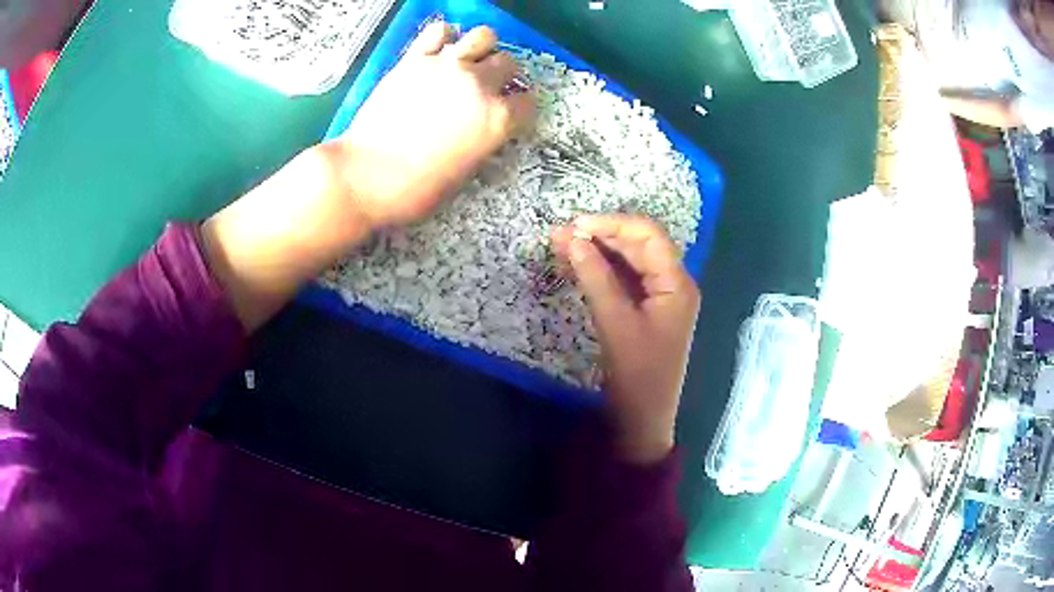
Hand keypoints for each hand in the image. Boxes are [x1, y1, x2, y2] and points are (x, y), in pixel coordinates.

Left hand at [328, 21, 535, 230]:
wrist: (366, 177)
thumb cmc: (416, 190)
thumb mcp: (464, 174)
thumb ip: (483, 141)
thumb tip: (484, 129)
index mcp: (497, 119)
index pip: (527, 103)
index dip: (519, 110)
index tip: (509, 114)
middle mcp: (479, 85)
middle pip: (508, 64)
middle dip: (503, 76)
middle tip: (488, 88)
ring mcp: (447, 67)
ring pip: (484, 36)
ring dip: (482, 49)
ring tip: (468, 63)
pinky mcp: (415, 59)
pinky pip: (440, 30)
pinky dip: (444, 37)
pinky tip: (439, 52)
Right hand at [553, 215, 700, 464]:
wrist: (643, 419)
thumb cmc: (637, 374)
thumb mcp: (616, 323)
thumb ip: (596, 278)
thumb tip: (572, 239)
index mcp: (677, 283)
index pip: (648, 235)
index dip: (612, 224)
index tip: (576, 225)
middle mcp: (673, 283)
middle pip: (639, 245)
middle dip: (602, 235)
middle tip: (561, 235)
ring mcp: (661, 297)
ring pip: (630, 261)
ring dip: (599, 251)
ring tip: (562, 245)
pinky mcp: (647, 310)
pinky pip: (625, 279)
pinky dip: (602, 270)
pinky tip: (578, 266)